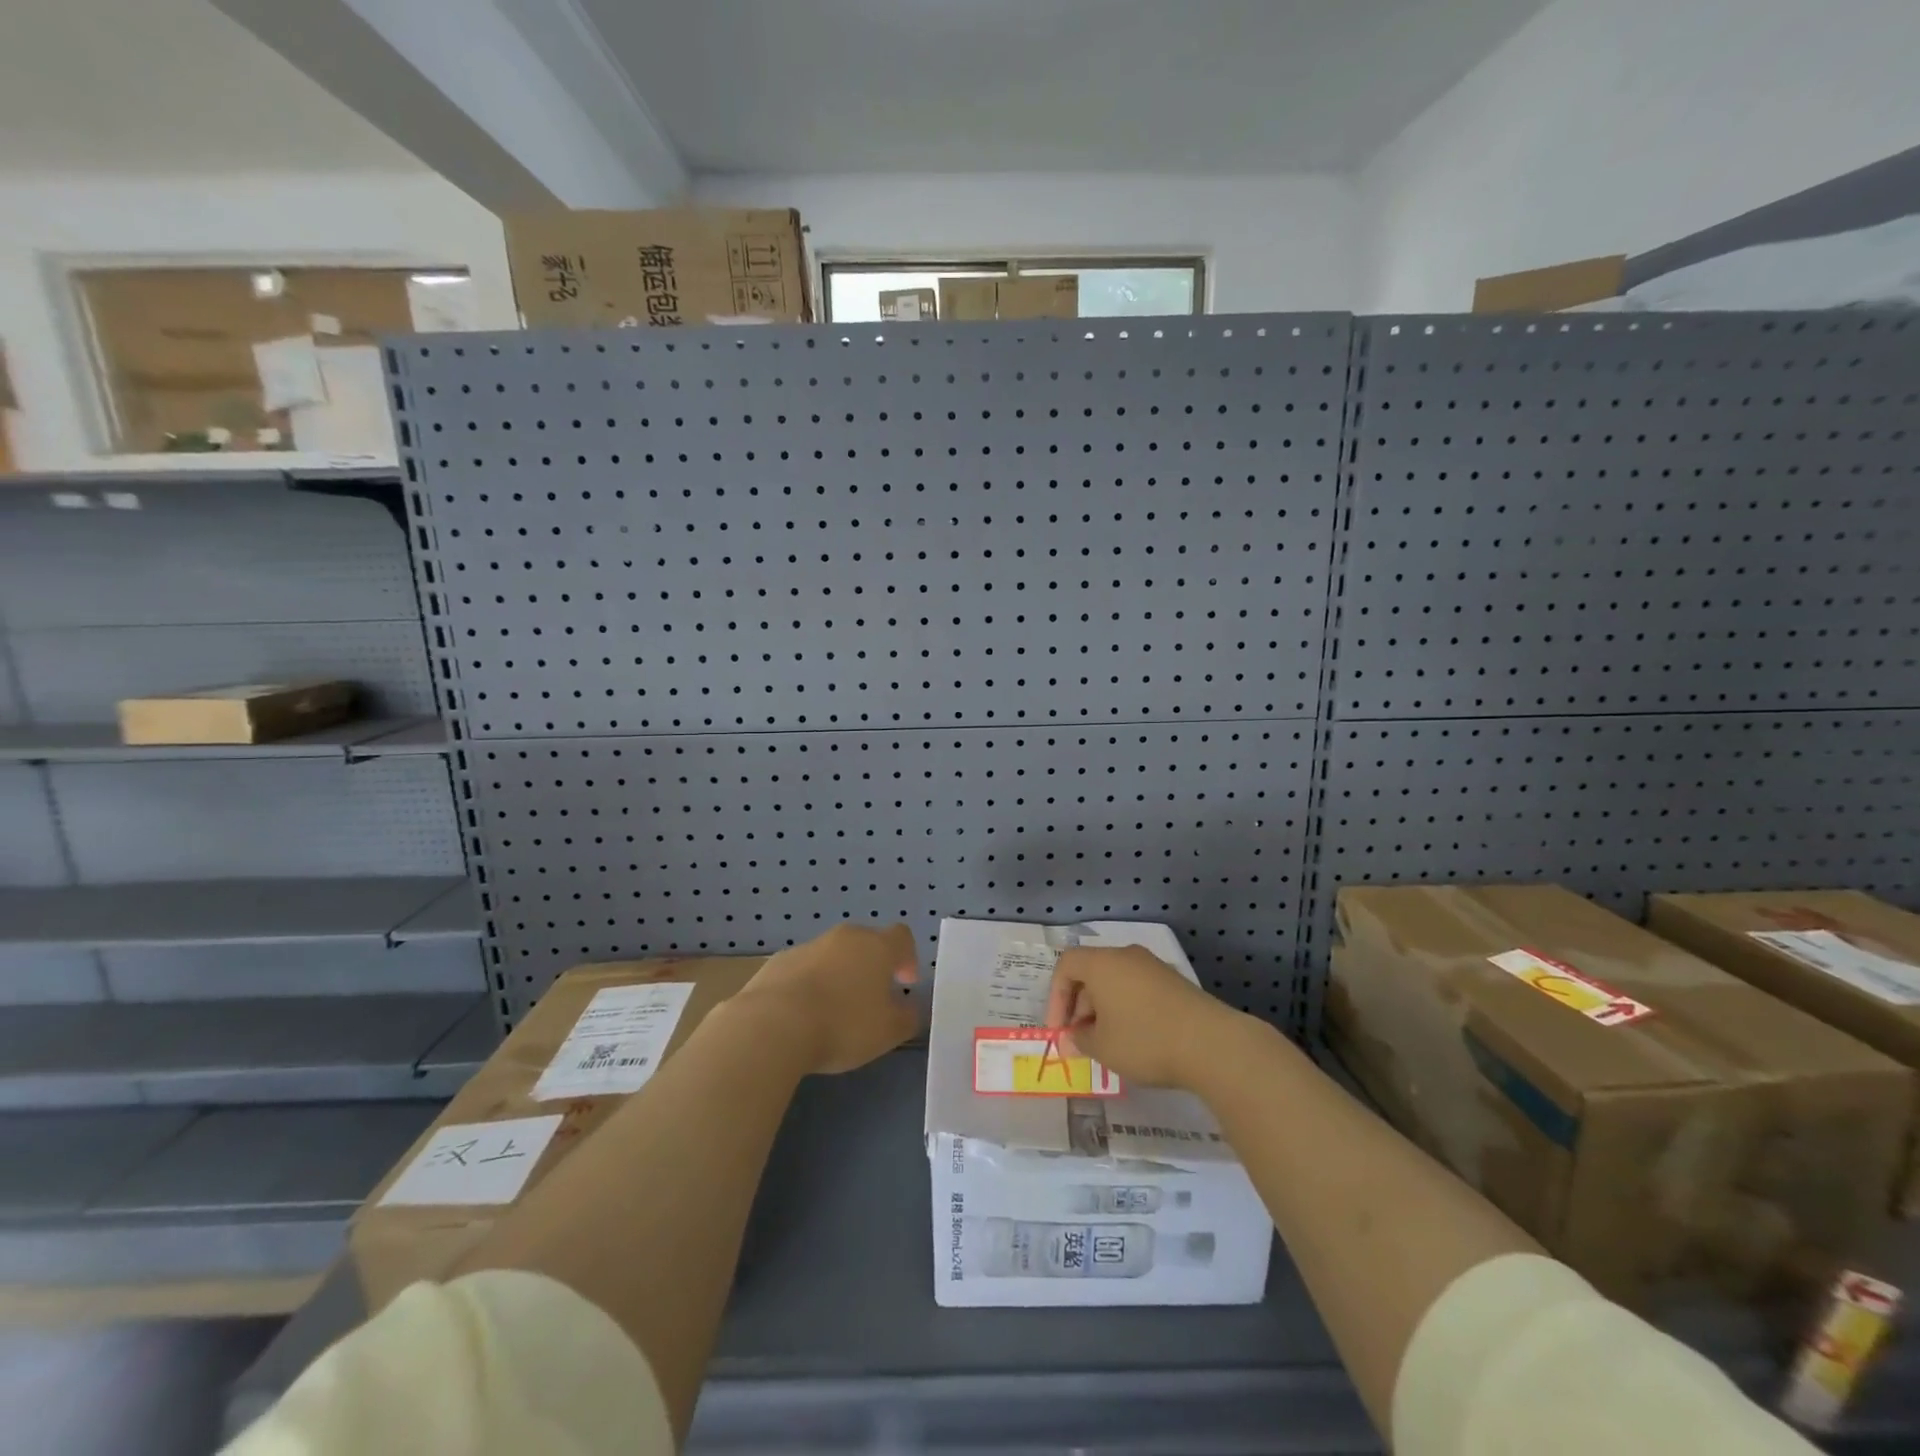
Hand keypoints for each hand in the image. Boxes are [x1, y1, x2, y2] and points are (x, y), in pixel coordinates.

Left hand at [736, 923, 920, 1074]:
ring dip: (838, 977)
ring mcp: (807, 947)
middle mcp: (843, 938)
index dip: (907, 958)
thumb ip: (907, 1017)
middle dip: (871, 967)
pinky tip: (802, 1017)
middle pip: (865, 943)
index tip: (905, 983)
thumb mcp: (889, 1031)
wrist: (773, 1025)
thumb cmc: (843, 1024)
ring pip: (832, 957)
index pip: (901, 937)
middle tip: (871, 1001)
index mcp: (876, 946)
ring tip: (833, 1014)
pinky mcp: (777, 963)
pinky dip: (808, 987)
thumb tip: (910, 1007)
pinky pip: (803, 971)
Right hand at [1044, 945, 1239, 1089]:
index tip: (1060, 1030)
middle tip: (1081, 1041)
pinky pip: (1138, 989)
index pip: (1066, 966)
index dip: (1056, 998)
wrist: (1211, 1043)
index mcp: (1102, 963)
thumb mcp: (1102, 1048)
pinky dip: (1127, 1008)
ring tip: (1107, 1044)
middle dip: (1080, 1007)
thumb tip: (1076, 1035)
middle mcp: (1126, 956)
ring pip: (1115, 981)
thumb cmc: (1145, 1040)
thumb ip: (1080, 1039)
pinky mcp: (1174, 982)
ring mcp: (1153, 967)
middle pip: (1091, 972)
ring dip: (1104, 1009)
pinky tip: (1135, 1038)